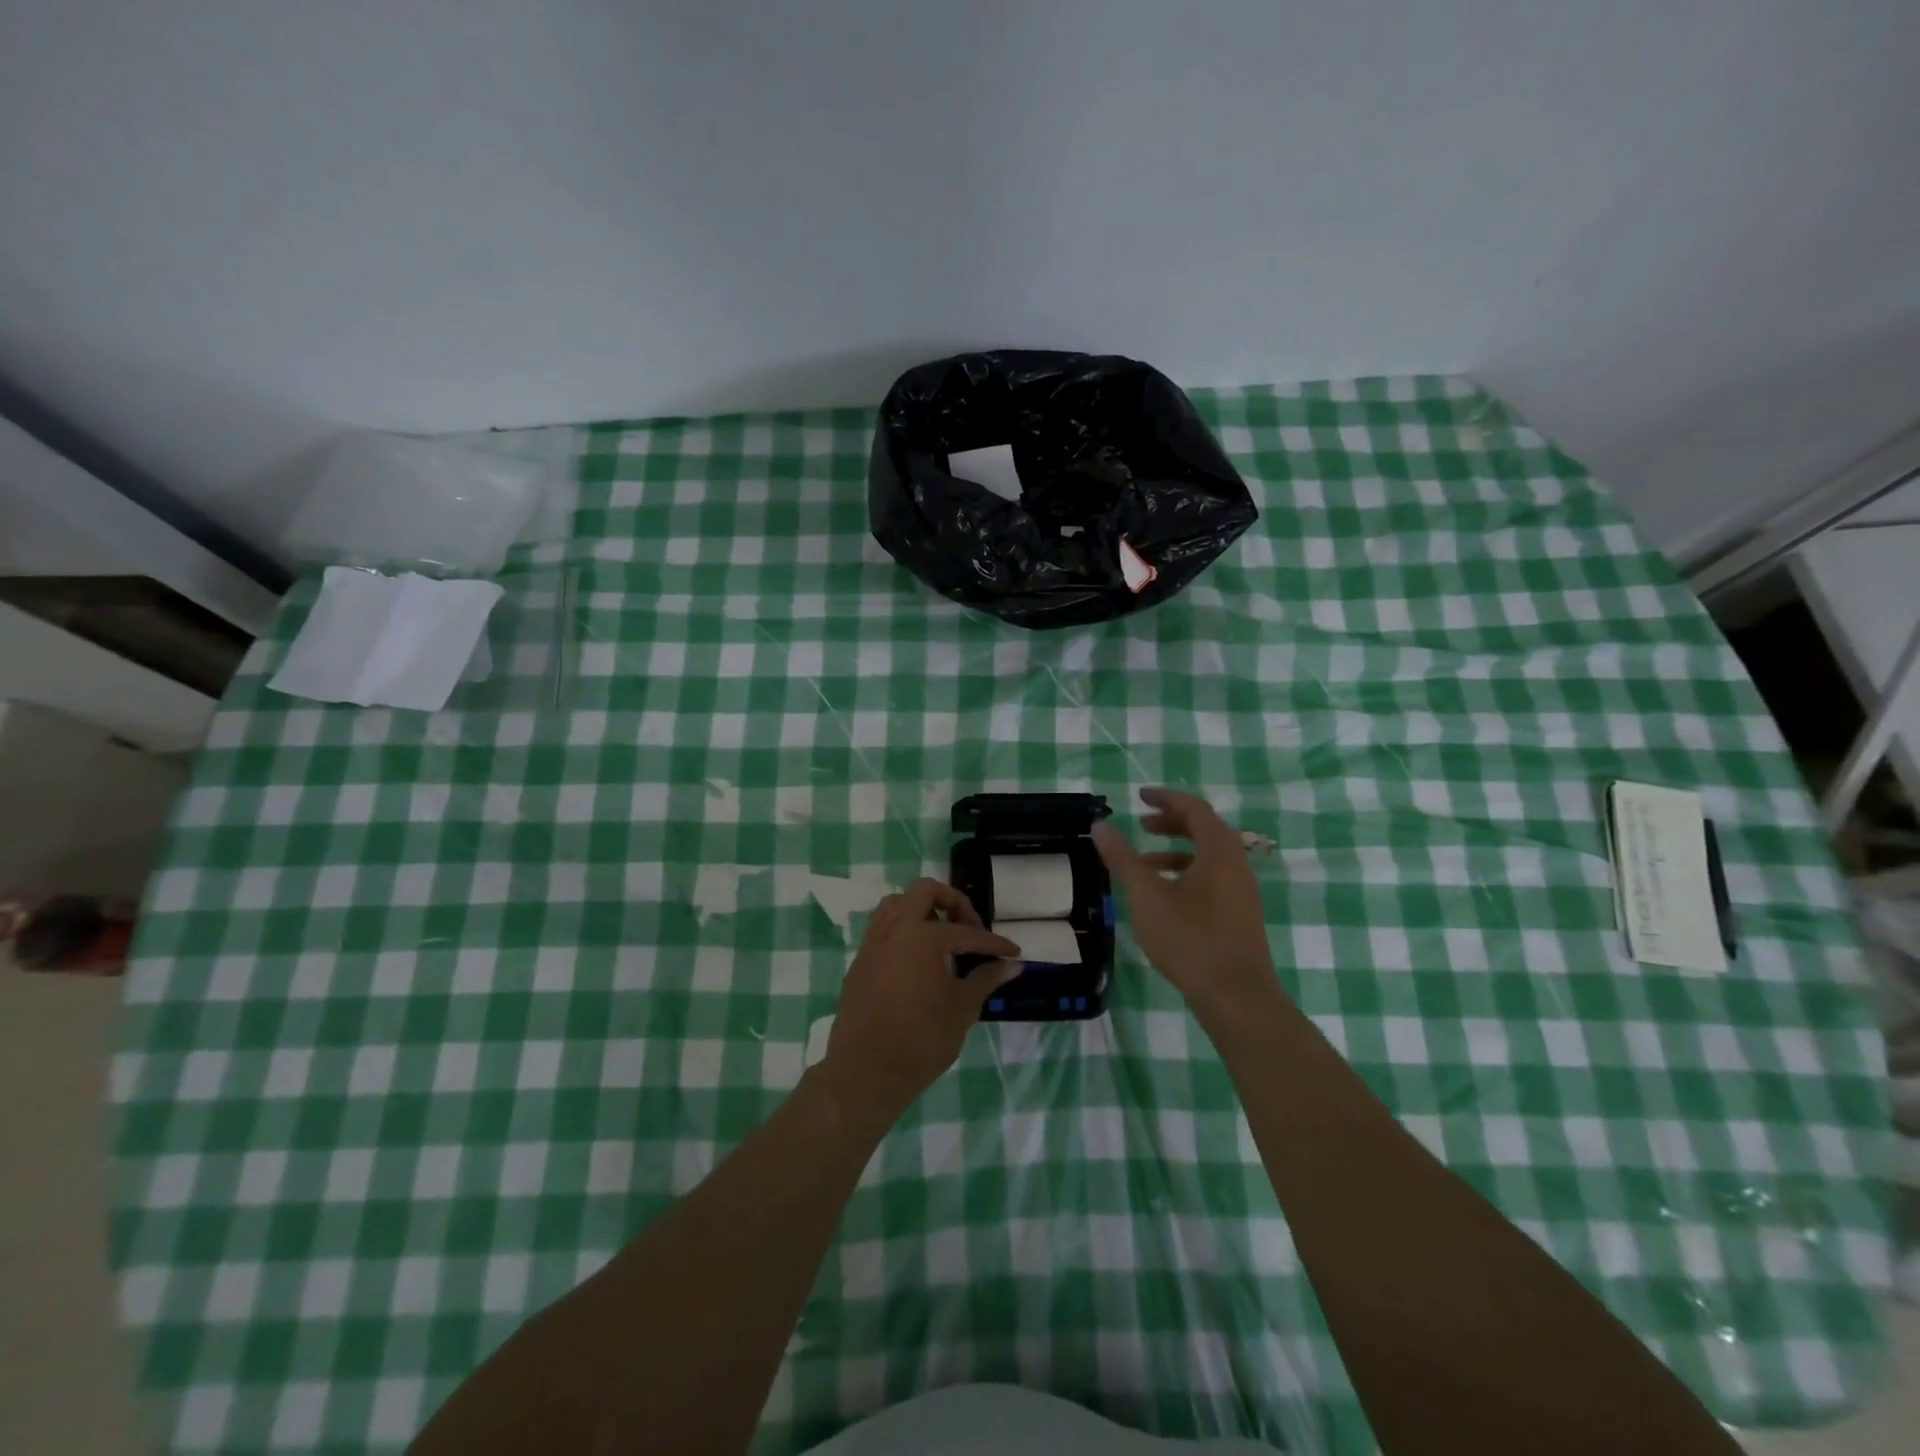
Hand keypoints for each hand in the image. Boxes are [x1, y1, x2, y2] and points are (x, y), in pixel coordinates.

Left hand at [822, 878, 1019, 1113]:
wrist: (866, 1071)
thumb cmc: (921, 1039)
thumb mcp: (963, 1008)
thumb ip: (986, 979)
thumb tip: (1012, 965)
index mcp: (924, 935)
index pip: (968, 933)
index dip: (995, 943)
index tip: (1013, 952)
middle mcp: (896, 928)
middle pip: (925, 891)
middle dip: (953, 902)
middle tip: (970, 928)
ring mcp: (873, 942)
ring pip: (897, 903)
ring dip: (922, 910)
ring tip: (941, 936)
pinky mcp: (860, 961)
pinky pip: (883, 928)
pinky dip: (903, 930)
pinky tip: (918, 958)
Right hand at [1093, 787, 1280, 1016]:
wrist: (1237, 997)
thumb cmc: (1190, 940)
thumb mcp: (1146, 896)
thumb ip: (1122, 858)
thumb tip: (1100, 825)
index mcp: (1219, 852)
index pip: (1195, 808)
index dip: (1166, 798)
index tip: (1140, 797)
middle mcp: (1237, 865)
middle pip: (1205, 829)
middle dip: (1172, 822)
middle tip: (1141, 824)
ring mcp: (1242, 892)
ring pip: (1209, 856)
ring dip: (1177, 850)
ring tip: (1144, 862)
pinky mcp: (1240, 915)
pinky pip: (1213, 878)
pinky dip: (1186, 873)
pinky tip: (1164, 896)